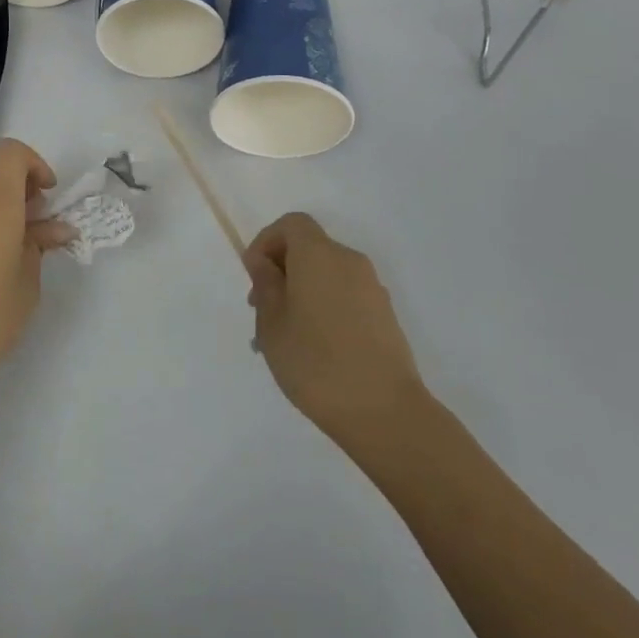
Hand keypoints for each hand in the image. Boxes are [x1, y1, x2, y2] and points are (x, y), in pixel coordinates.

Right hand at [243, 212, 427, 447]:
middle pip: (309, 249)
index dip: (267, 242)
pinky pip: (345, 297)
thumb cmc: (315, 362)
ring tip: (283, 338)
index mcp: (319, 255)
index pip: (292, 224)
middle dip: (281, 270)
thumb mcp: (273, 323)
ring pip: (326, 276)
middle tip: (261, 311)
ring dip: (301, 293)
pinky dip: (324, 308)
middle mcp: (349, 262)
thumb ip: (265, 284)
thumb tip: (263, 262)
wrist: (385, 413)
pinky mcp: (385, 316)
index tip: (253, 276)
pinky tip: (313, 350)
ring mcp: (372, 289)